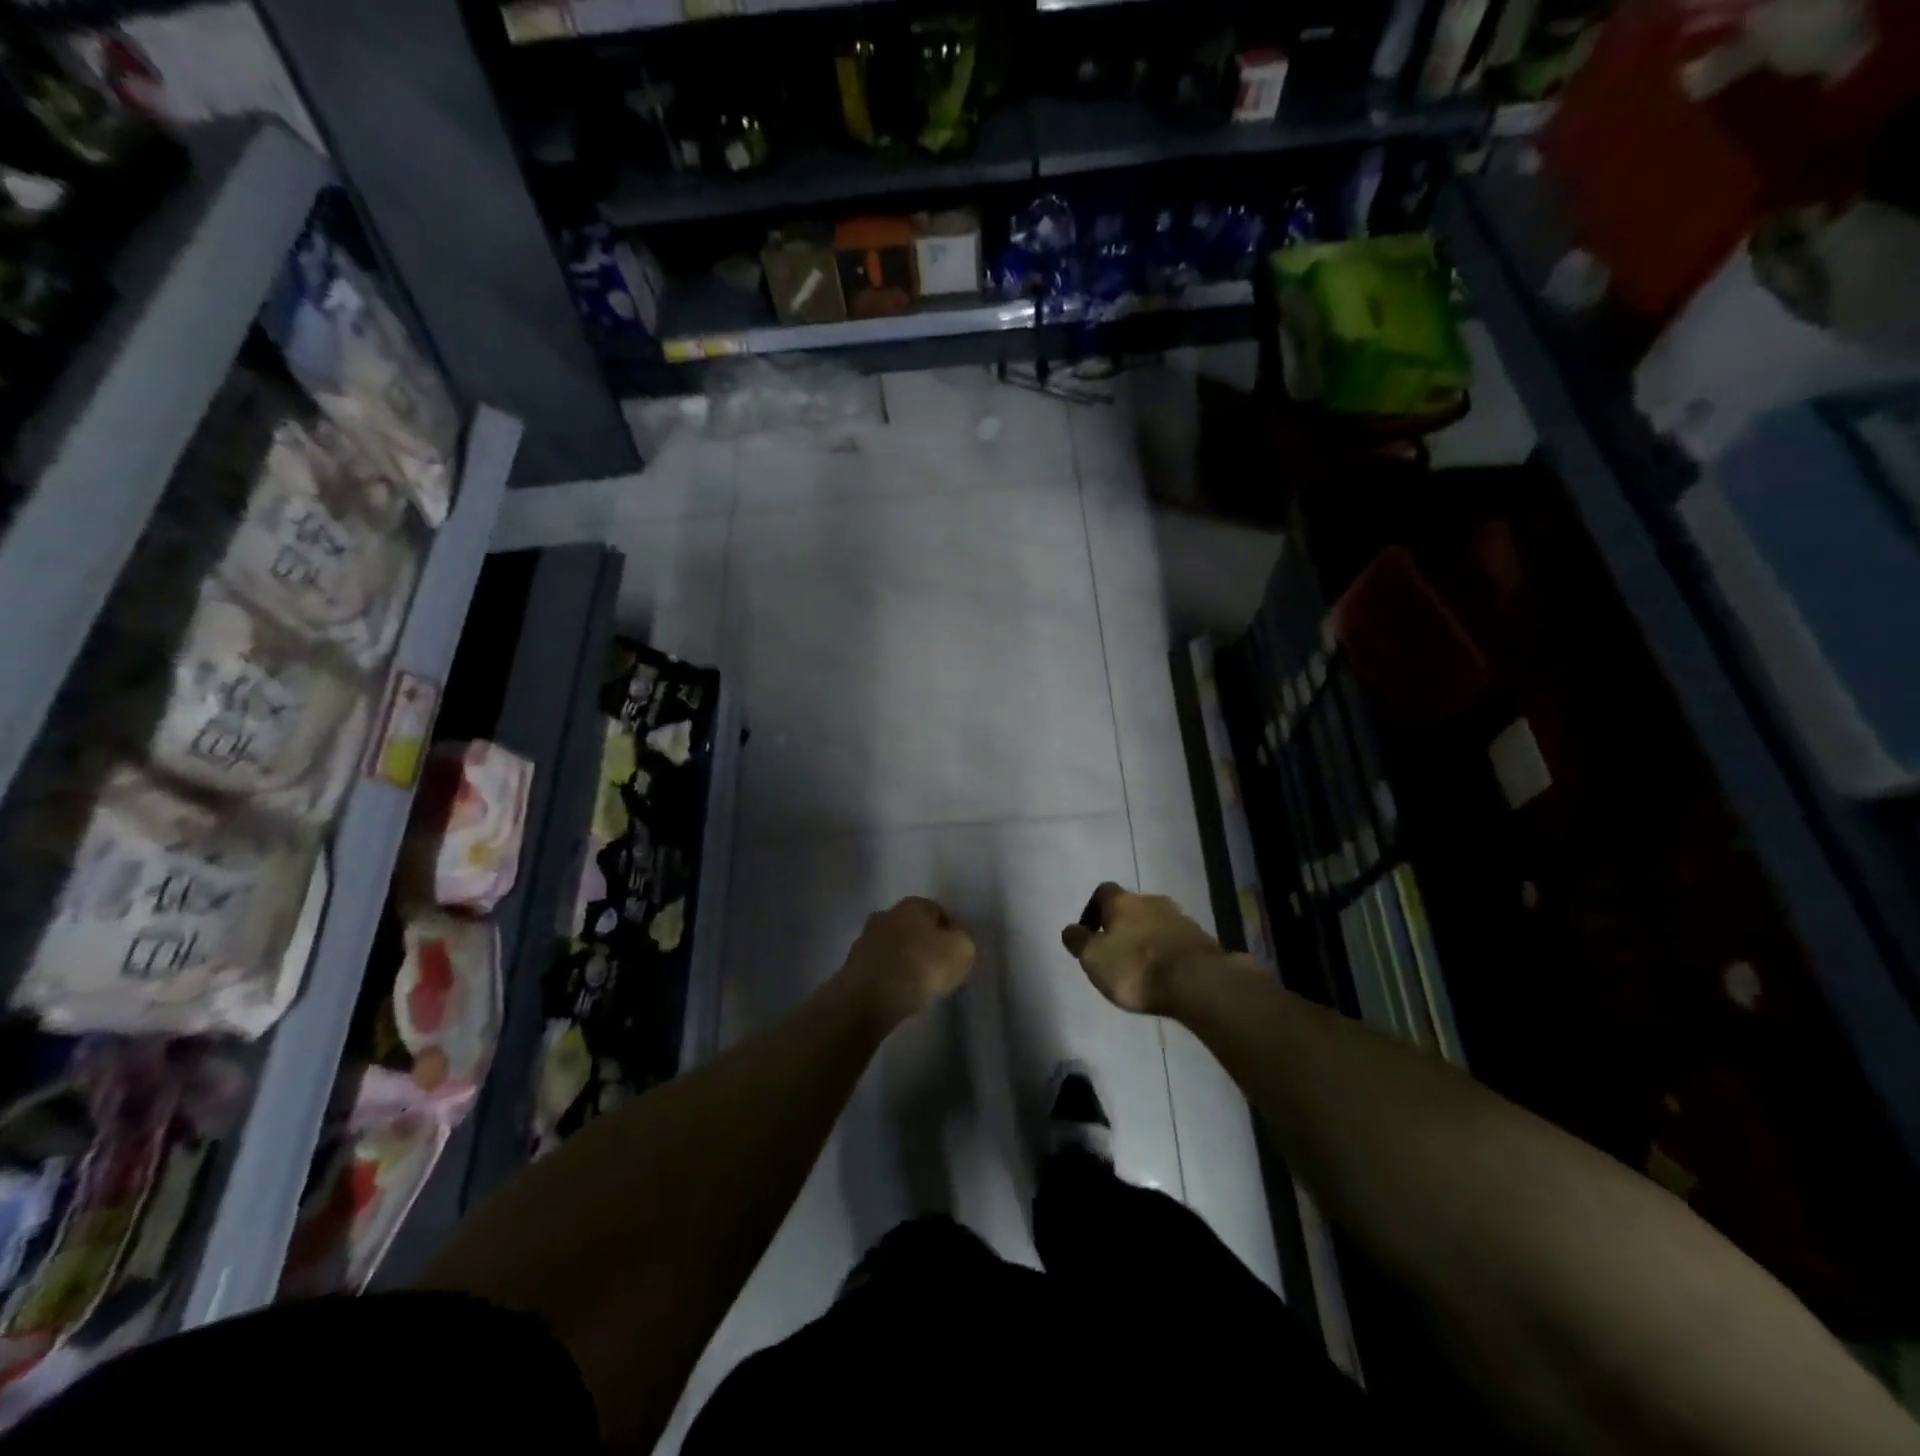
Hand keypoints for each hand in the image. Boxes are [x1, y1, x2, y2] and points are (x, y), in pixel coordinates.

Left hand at [836, 897, 975, 1025]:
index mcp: (913, 904)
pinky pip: (879, 966)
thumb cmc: (920, 967)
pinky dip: (889, 976)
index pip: (939, 912)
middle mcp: (887, 913)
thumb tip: (954, 939)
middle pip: (914, 927)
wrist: (869, 998)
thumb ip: (963, 939)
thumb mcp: (961, 950)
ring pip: (894, 946)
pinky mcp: (852, 963)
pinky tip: (897, 993)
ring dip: (904, 959)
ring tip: (917, 985)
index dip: (951, 933)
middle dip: (924, 943)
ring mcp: (865, 938)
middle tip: (937, 969)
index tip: (956, 956)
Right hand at [1061, 882, 1220, 1013]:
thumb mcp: (1094, 958)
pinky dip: (1165, 951)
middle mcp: (1152, 901)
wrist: (1197, 981)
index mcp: (1123, 901)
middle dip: (1121, 925)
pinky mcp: (1201, 939)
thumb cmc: (1136, 967)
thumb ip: (1079, 942)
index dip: (1092, 910)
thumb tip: (1070, 929)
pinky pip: (1175, 940)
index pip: (1102, 892)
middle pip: (1131, 907)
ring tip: (1139, 966)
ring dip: (1145, 938)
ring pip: (1155, 922)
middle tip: (1114, 951)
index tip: (1088, 934)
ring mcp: (1180, 918)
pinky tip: (1163, 972)